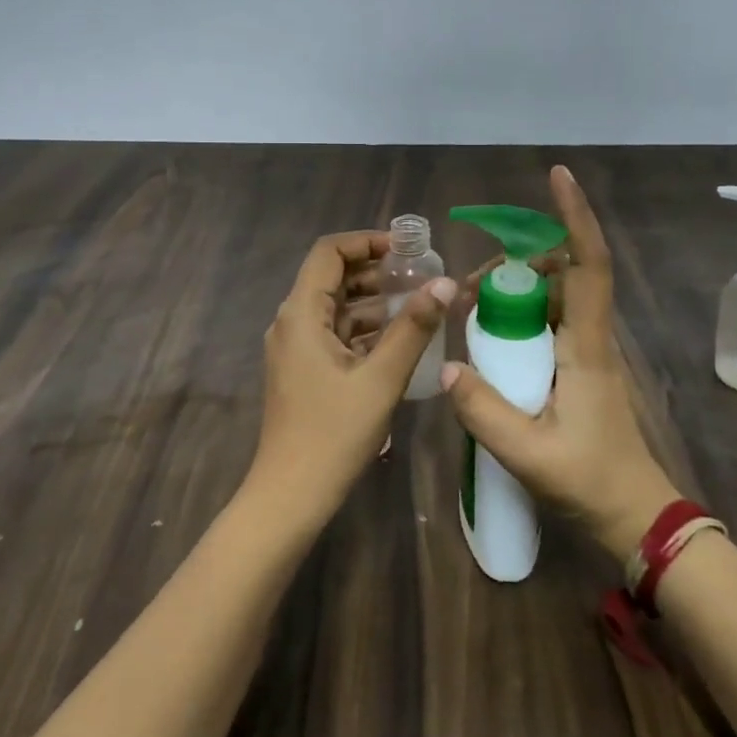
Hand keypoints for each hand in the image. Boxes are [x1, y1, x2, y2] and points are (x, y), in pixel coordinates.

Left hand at [247, 229, 454, 528]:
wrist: (292, 493)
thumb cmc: (334, 433)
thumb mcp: (381, 378)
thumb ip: (413, 328)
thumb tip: (444, 283)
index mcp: (301, 313)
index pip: (328, 252)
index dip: (366, 242)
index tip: (407, 250)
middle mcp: (292, 322)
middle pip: (332, 278)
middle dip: (376, 272)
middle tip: (421, 276)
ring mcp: (296, 348)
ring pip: (336, 309)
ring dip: (374, 302)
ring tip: (419, 305)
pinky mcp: (304, 370)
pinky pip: (335, 335)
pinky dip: (365, 330)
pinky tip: (400, 340)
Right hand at [440, 165, 679, 558]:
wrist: (634, 516)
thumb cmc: (589, 481)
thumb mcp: (528, 452)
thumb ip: (483, 411)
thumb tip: (447, 368)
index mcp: (587, 346)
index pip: (589, 266)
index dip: (575, 218)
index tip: (558, 178)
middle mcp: (592, 338)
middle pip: (566, 273)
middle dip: (522, 262)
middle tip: (474, 287)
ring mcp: (588, 353)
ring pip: (556, 297)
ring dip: (518, 290)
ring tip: (473, 310)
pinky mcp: (580, 369)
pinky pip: (550, 323)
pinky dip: (521, 315)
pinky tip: (491, 339)